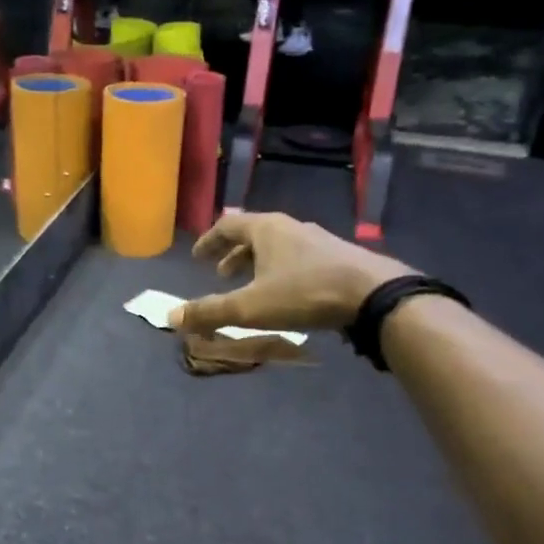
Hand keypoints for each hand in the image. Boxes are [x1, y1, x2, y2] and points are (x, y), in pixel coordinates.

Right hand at [171, 213, 414, 335]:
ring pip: (278, 247)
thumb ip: (210, 311)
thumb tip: (171, 317)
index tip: (197, 256)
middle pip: (254, 234)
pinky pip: (297, 258)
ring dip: (258, 263)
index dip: (209, 241)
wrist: (371, 294)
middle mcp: (290, 227)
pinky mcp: (337, 257)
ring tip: (251, 286)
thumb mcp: (250, 307)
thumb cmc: (304, 293)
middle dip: (233, 254)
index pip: (228, 225)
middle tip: (220, 274)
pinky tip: (286, 294)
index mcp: (266, 228)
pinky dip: (280, 271)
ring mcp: (317, 240)